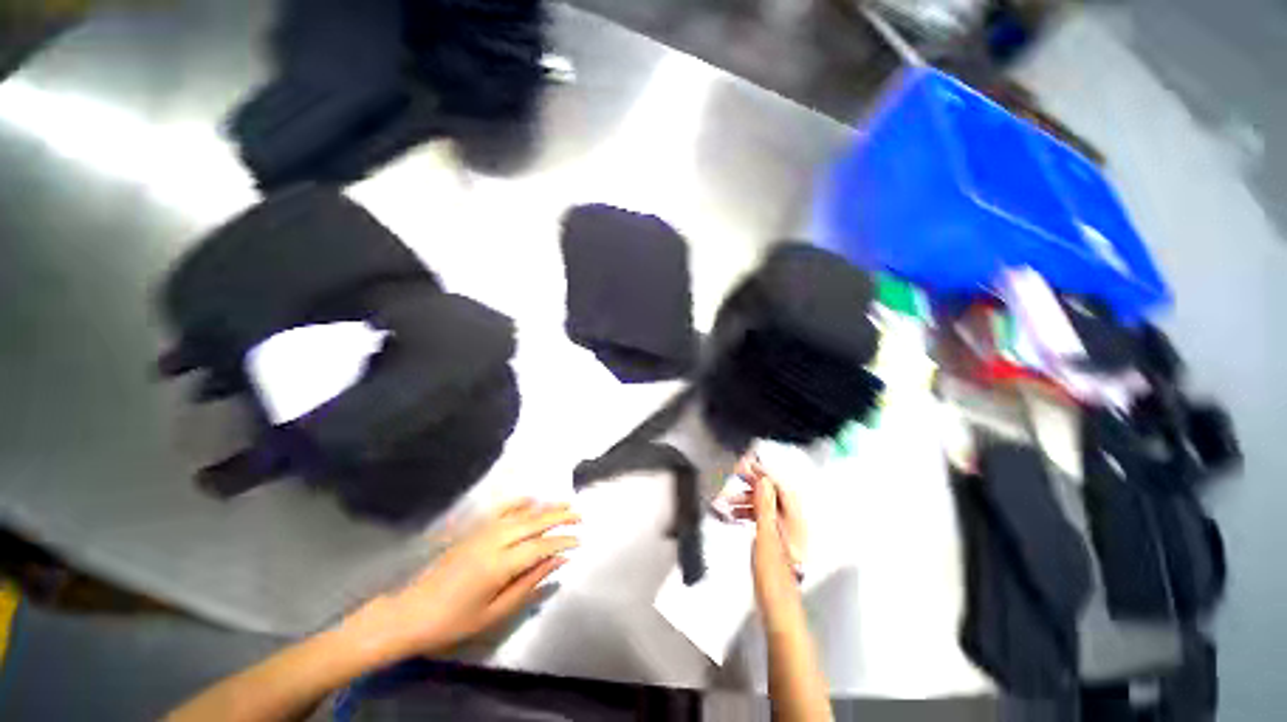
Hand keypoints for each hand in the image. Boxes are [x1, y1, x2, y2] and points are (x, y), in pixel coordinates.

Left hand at [344, 499, 578, 661]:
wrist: (410, 612)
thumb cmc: (453, 621)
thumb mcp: (495, 612)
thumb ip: (529, 583)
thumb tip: (558, 562)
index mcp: (499, 565)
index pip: (540, 546)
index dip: (562, 541)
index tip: (579, 541)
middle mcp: (494, 540)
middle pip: (534, 522)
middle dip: (560, 517)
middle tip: (580, 515)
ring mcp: (482, 531)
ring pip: (521, 513)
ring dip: (545, 507)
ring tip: (566, 504)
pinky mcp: (473, 530)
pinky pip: (501, 509)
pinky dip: (519, 502)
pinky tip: (531, 499)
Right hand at [728, 456, 806, 611]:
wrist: (779, 612)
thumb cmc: (773, 574)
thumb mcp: (766, 536)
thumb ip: (765, 506)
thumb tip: (763, 479)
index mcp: (795, 521)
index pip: (780, 488)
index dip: (763, 474)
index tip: (745, 465)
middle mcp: (793, 524)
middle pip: (773, 496)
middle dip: (753, 486)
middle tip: (733, 479)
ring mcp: (785, 535)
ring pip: (766, 508)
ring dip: (748, 501)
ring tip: (727, 502)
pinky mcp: (777, 545)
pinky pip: (763, 520)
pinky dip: (749, 515)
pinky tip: (735, 516)